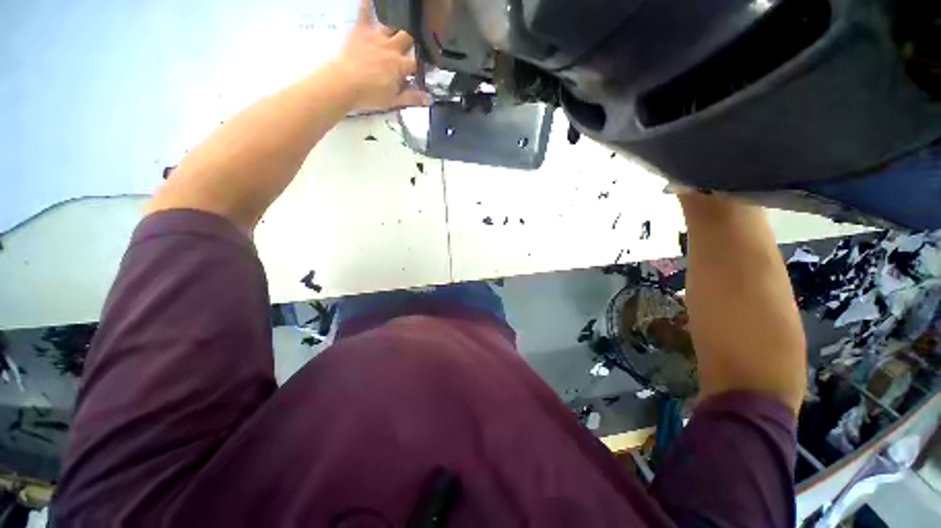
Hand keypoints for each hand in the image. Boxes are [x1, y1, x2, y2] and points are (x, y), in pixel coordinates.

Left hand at [332, 0, 429, 110]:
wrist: (344, 83)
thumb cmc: (370, 95)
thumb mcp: (394, 101)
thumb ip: (412, 98)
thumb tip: (428, 99)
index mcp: (401, 65)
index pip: (416, 63)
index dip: (419, 66)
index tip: (418, 70)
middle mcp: (391, 47)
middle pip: (407, 37)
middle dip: (410, 42)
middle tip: (408, 47)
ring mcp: (376, 36)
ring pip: (391, 24)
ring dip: (394, 26)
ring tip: (395, 29)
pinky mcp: (360, 30)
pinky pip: (364, 12)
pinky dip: (367, 5)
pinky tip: (370, 1)